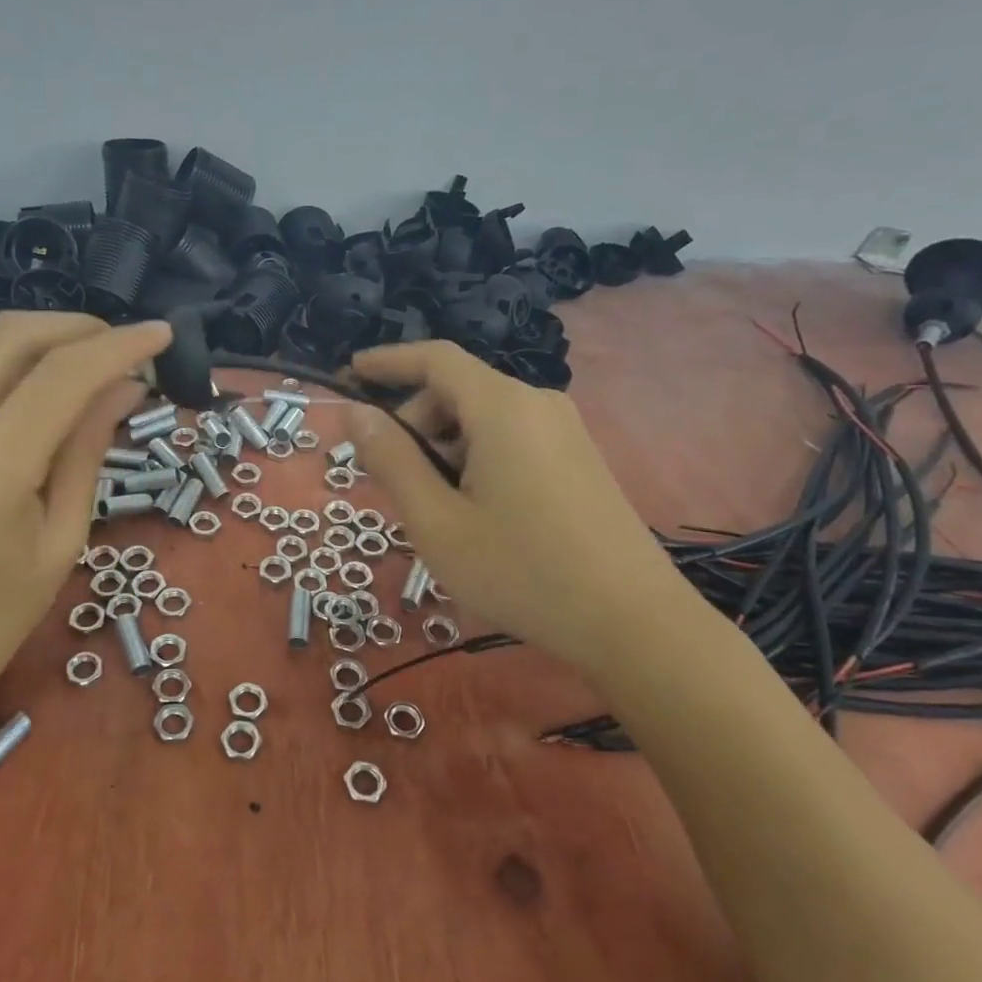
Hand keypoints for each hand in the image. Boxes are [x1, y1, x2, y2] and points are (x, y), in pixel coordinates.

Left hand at [0, 312, 169, 727]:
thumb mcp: (57, 545)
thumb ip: (87, 454)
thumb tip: (125, 389)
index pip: (62, 376)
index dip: (120, 346)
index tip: (163, 334)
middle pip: (11, 335)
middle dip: (77, 326)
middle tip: (123, 345)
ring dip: (38, 333)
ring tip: (87, 356)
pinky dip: (3, 355)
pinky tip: (35, 378)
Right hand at [347, 341, 693, 659]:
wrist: (633, 622)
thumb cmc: (522, 571)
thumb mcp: (437, 522)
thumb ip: (391, 460)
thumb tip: (355, 413)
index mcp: (502, 407)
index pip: (434, 358)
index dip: (387, 361)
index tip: (349, 374)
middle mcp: (537, 403)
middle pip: (457, 390)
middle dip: (414, 424)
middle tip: (391, 481)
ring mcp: (564, 430)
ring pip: (483, 418)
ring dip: (444, 447)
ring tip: (435, 508)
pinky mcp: (578, 457)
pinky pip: (511, 438)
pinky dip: (476, 458)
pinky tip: (475, 511)